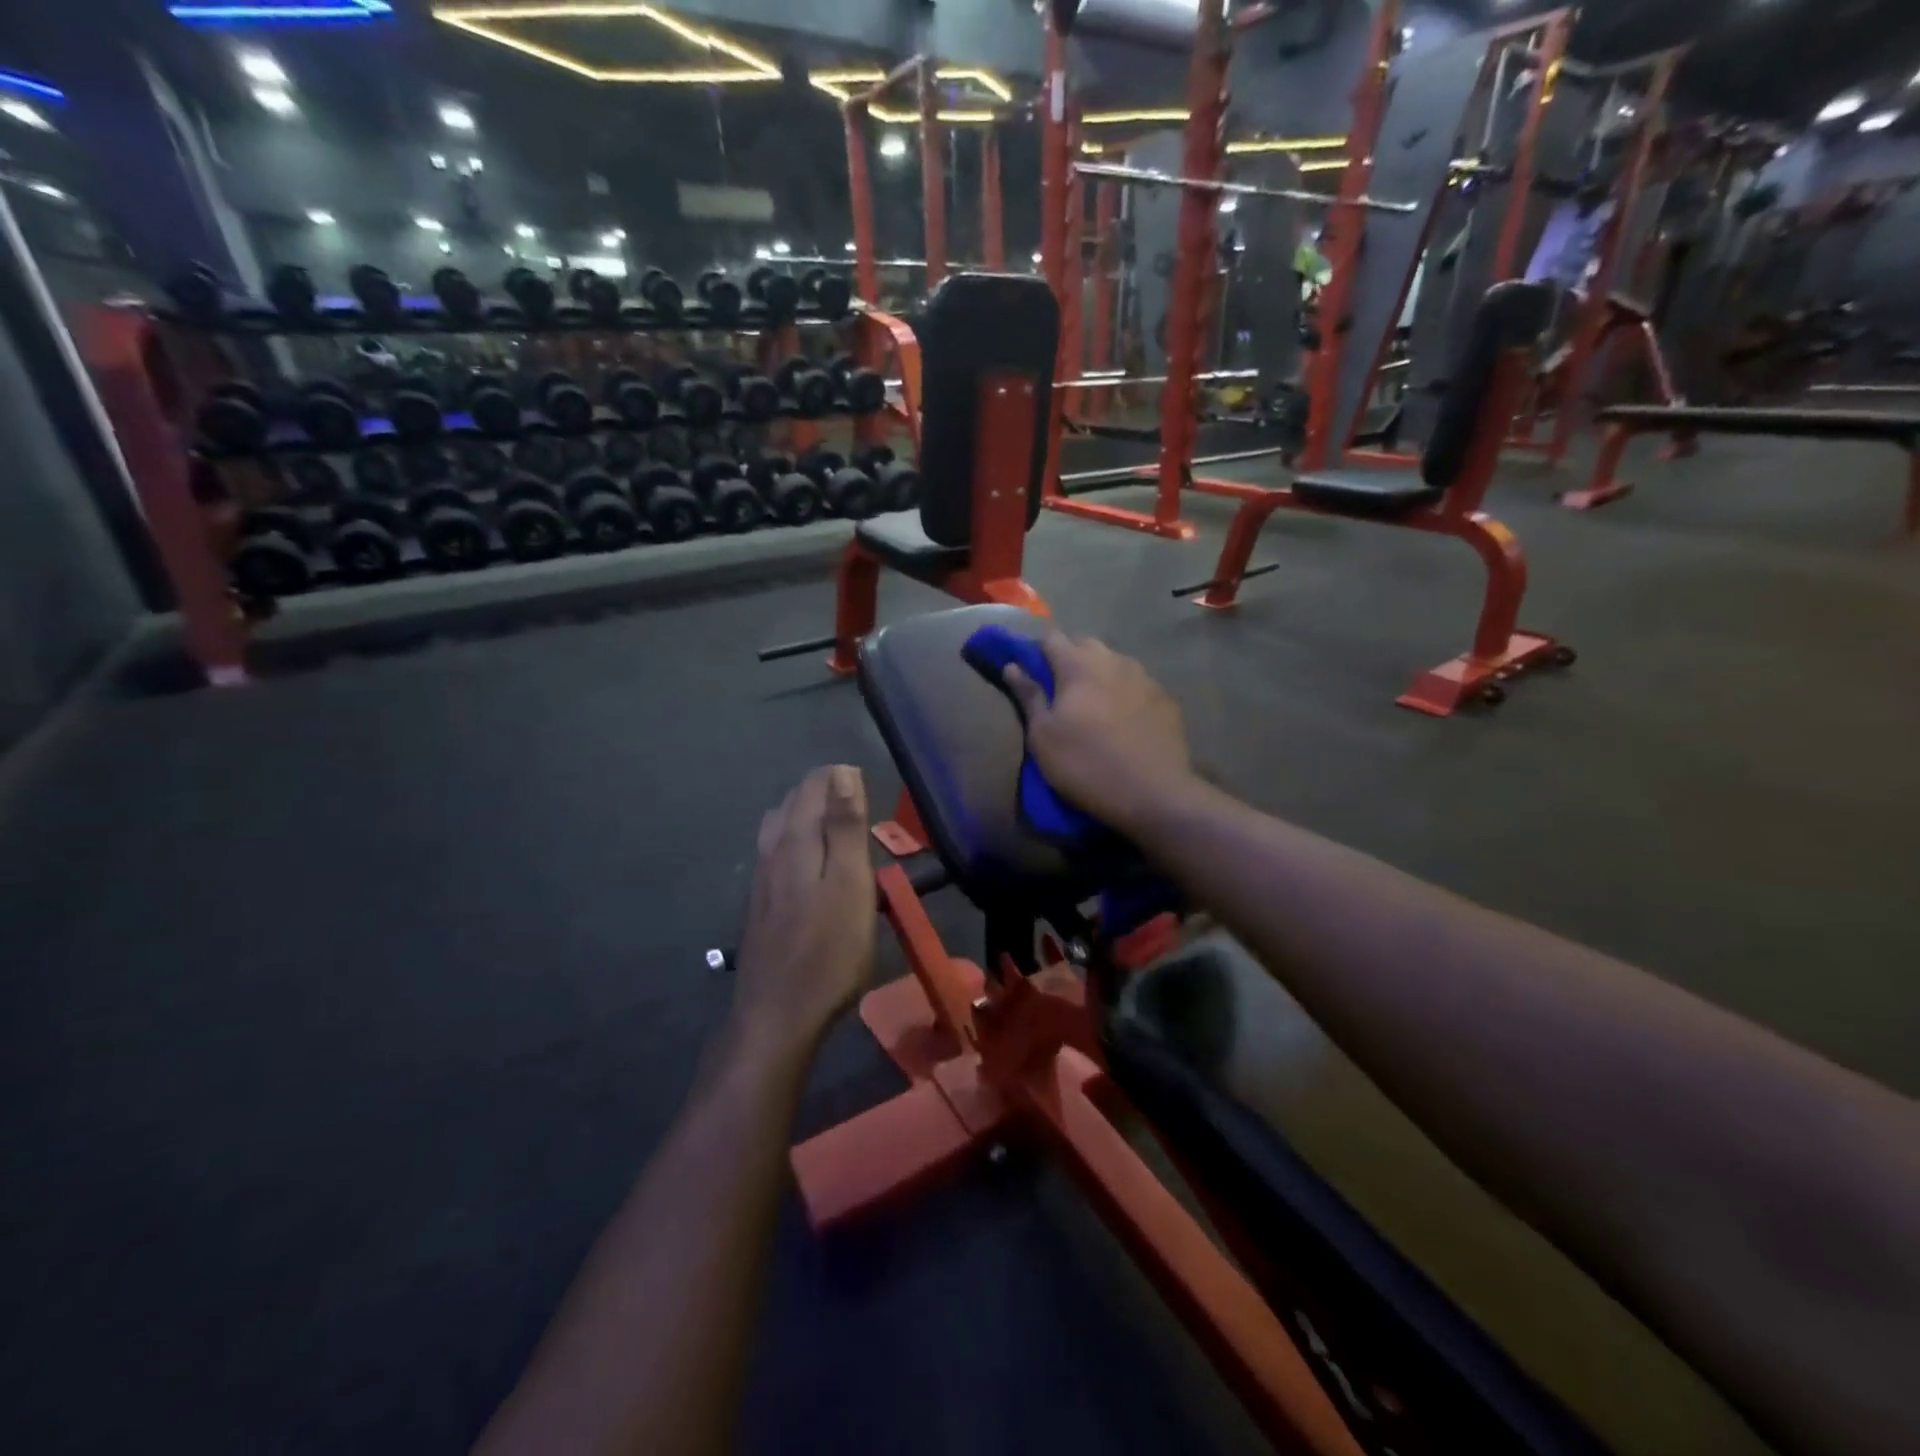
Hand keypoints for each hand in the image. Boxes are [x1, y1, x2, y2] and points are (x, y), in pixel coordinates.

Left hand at [731, 766, 875, 1060]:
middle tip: (858, 806)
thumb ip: (845, 826)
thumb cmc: (828, 950)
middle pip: (792, 802)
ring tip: (837, 828)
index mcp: (796, 839)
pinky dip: (796, 843)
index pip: (813, 785)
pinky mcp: (760, 905)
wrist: (777, 1014)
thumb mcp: (850, 884)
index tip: (868, 789)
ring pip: (779, 828)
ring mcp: (761, 879)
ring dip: (806, 816)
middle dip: (822, 792)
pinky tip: (811, 866)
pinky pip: (775, 854)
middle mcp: (771, 850)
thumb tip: (842, 771)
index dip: (839, 777)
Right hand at [1002, 632, 1194, 835]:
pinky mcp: (1165, 698)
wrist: (1153, 794)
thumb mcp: (1043, 736)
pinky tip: (1124, 719)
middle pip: (1084, 644)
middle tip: (1059, 690)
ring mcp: (1144, 677)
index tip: (1030, 672)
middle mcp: (1113, 660)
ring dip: (1099, 673)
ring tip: (1093, 704)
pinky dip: (1124, 692)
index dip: (1036, 650)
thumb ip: (1029, 696)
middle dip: (1069, 657)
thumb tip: (1012, 666)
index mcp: (1078, 665)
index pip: (1051, 637)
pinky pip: (1137, 683)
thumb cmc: (1086, 764)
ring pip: (1114, 662)